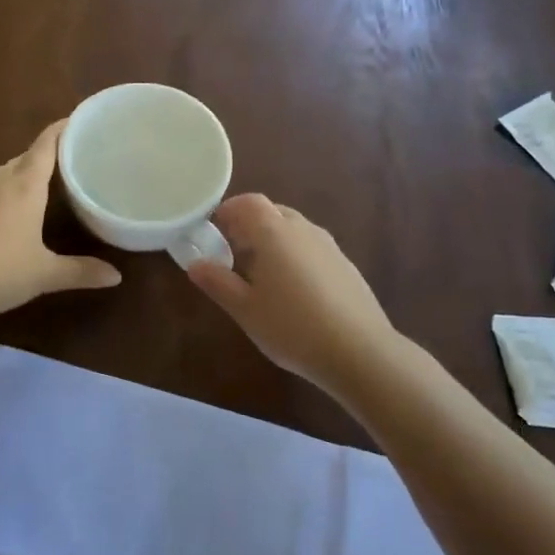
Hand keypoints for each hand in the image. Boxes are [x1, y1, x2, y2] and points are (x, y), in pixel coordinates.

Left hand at [0, 120, 121, 325]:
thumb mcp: (46, 273)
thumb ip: (82, 271)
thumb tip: (116, 276)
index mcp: (24, 185)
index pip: (46, 143)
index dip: (64, 128)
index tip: (83, 121)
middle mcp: (1, 180)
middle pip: (29, 155)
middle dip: (52, 151)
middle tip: (80, 155)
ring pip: (10, 171)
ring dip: (31, 171)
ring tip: (56, 179)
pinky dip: (14, 188)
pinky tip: (22, 207)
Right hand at [187, 194, 398, 390]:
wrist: (359, 351)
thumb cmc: (292, 327)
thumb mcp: (245, 310)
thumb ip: (218, 282)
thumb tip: (195, 264)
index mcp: (274, 233)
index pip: (249, 202)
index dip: (229, 210)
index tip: (213, 230)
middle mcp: (303, 230)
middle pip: (272, 212)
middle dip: (249, 225)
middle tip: (233, 252)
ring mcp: (329, 246)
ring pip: (294, 229)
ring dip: (273, 240)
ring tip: (260, 274)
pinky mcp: (346, 265)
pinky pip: (311, 247)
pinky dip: (295, 254)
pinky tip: (293, 290)